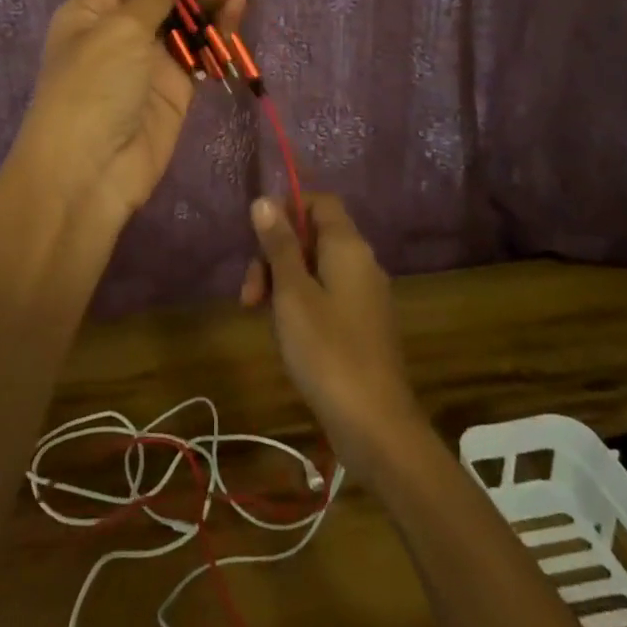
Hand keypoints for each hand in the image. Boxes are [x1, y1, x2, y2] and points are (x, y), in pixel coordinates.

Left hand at [18, 0, 243, 231]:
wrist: (89, 173)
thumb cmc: (93, 89)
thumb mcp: (117, 31)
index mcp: (93, 10)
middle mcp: (119, 30)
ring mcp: (149, 60)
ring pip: (184, 19)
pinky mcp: (175, 88)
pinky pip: (199, 50)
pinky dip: (217, 31)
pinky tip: (236, 9)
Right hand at [242, 194, 428, 472]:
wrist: (376, 426)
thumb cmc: (328, 351)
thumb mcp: (292, 294)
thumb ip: (279, 245)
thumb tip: (265, 200)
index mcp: (348, 247)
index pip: (320, 201)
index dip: (287, 209)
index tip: (258, 239)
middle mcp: (362, 262)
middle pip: (313, 236)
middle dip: (276, 255)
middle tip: (250, 295)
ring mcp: (365, 295)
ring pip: (316, 268)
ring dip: (283, 282)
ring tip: (261, 316)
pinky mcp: (363, 324)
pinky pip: (327, 294)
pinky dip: (301, 303)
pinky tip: (286, 333)